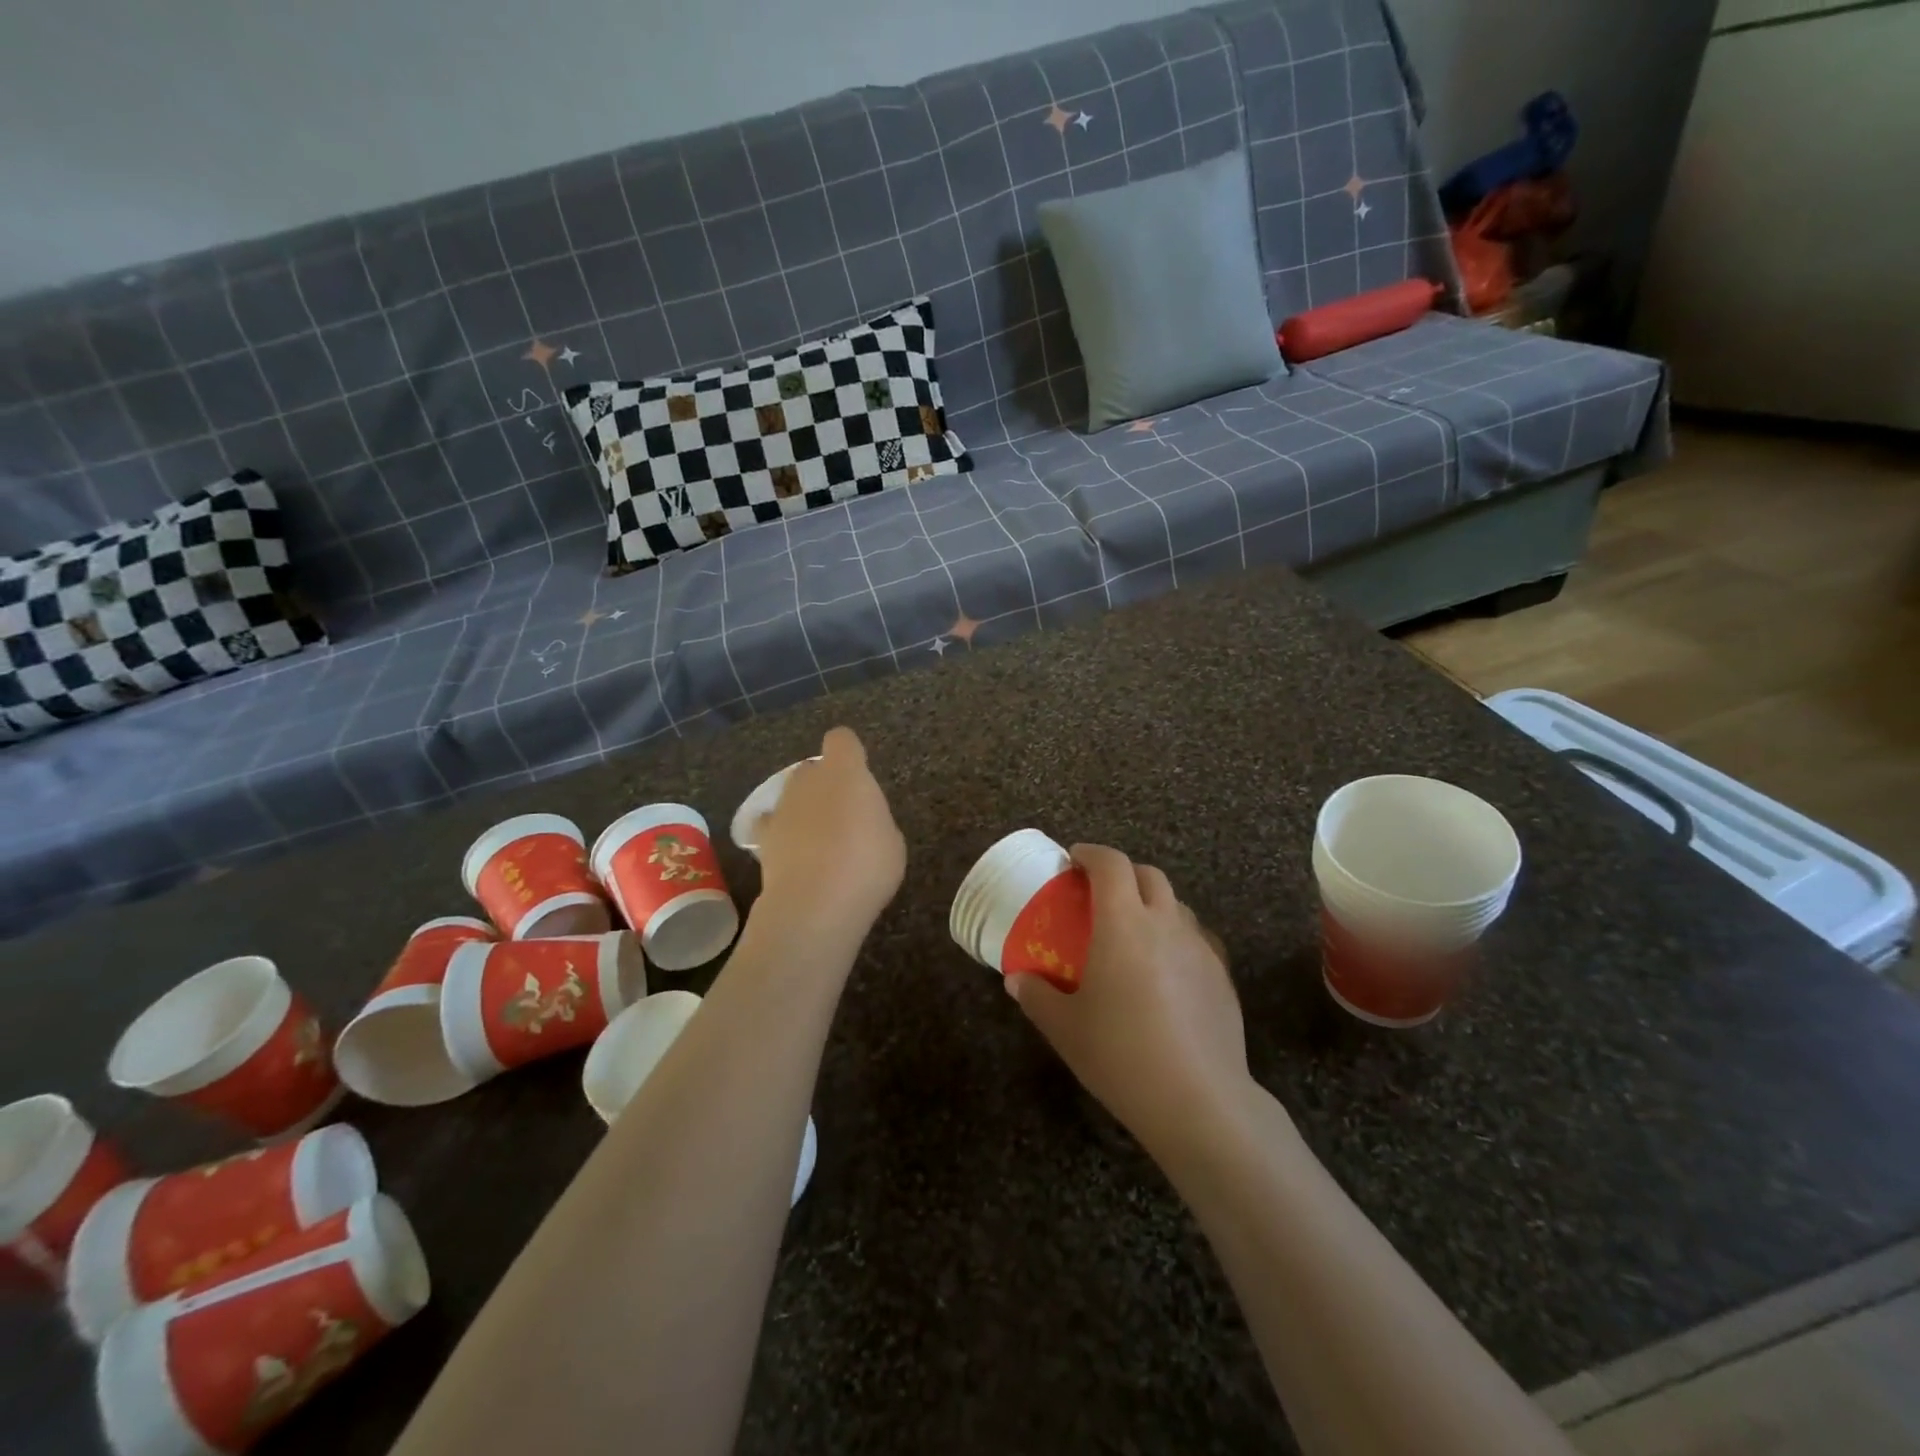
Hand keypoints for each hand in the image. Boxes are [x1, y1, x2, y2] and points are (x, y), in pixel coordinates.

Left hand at [755, 727, 906, 942]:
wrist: (815, 903)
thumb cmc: (866, 866)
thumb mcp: (892, 842)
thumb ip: (875, 821)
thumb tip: (863, 824)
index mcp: (846, 772)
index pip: (842, 740)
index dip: (850, 753)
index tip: (859, 773)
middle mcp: (809, 780)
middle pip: (814, 769)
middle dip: (825, 784)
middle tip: (844, 815)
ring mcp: (782, 807)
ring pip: (792, 795)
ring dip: (804, 809)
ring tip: (819, 841)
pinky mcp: (763, 837)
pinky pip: (770, 825)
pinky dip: (778, 833)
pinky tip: (790, 852)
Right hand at [1008, 844, 1250, 1155]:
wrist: (1199, 1100)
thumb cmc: (1120, 1055)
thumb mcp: (1064, 1028)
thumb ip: (1036, 996)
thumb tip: (1017, 980)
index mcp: (1124, 923)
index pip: (1111, 864)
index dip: (1091, 854)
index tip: (1074, 861)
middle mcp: (1165, 924)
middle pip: (1148, 875)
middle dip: (1122, 873)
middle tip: (1099, 895)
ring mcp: (1200, 949)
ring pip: (1176, 905)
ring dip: (1152, 904)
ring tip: (1133, 932)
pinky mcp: (1222, 977)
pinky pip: (1196, 939)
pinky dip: (1175, 937)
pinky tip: (1165, 971)